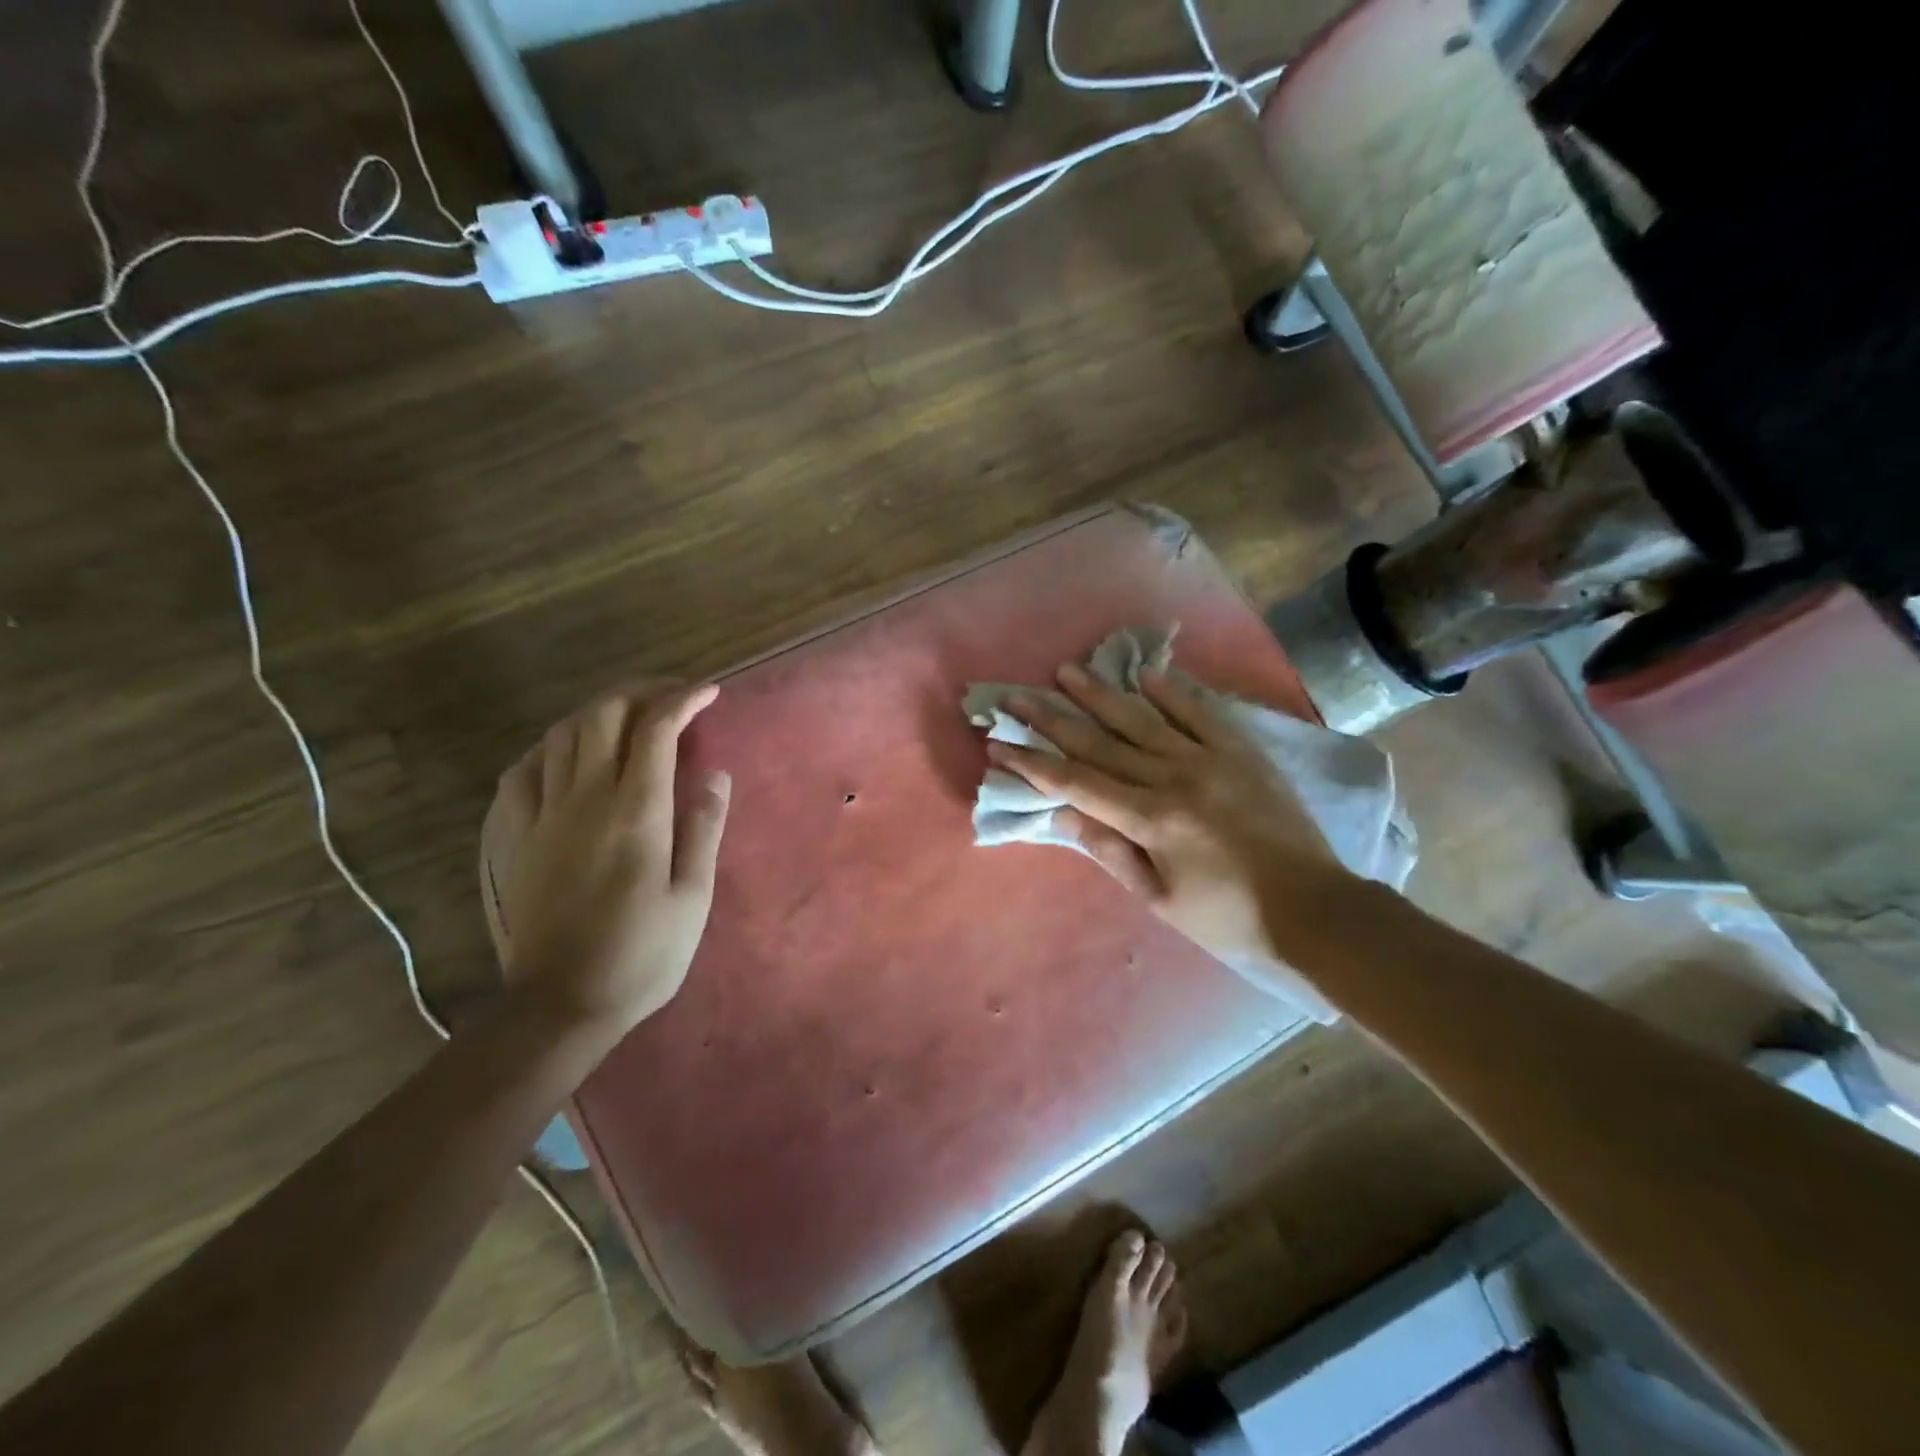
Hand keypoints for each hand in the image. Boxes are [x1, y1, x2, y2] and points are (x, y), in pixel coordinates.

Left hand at [488, 682, 729, 1039]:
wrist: (561, 1004)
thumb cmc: (643, 954)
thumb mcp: (693, 896)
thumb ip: (703, 828)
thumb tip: (715, 774)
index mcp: (635, 811)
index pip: (656, 728)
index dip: (684, 699)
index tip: (710, 692)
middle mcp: (584, 798)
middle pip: (603, 714)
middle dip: (641, 691)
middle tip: (673, 696)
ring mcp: (541, 815)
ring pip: (562, 734)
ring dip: (599, 712)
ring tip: (630, 718)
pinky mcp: (515, 836)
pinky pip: (524, 770)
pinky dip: (552, 747)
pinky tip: (568, 756)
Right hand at [989, 663, 1349, 967]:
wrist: (1316, 911)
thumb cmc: (1230, 917)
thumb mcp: (1159, 898)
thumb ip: (1111, 850)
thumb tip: (1064, 813)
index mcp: (1150, 819)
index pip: (1076, 782)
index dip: (1033, 763)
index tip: (999, 743)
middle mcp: (1173, 778)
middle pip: (1100, 742)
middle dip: (1051, 719)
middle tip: (1015, 695)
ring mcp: (1210, 759)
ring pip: (1143, 718)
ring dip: (1101, 694)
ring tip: (1067, 670)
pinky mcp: (1241, 752)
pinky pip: (1200, 713)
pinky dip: (1172, 692)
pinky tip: (1146, 674)